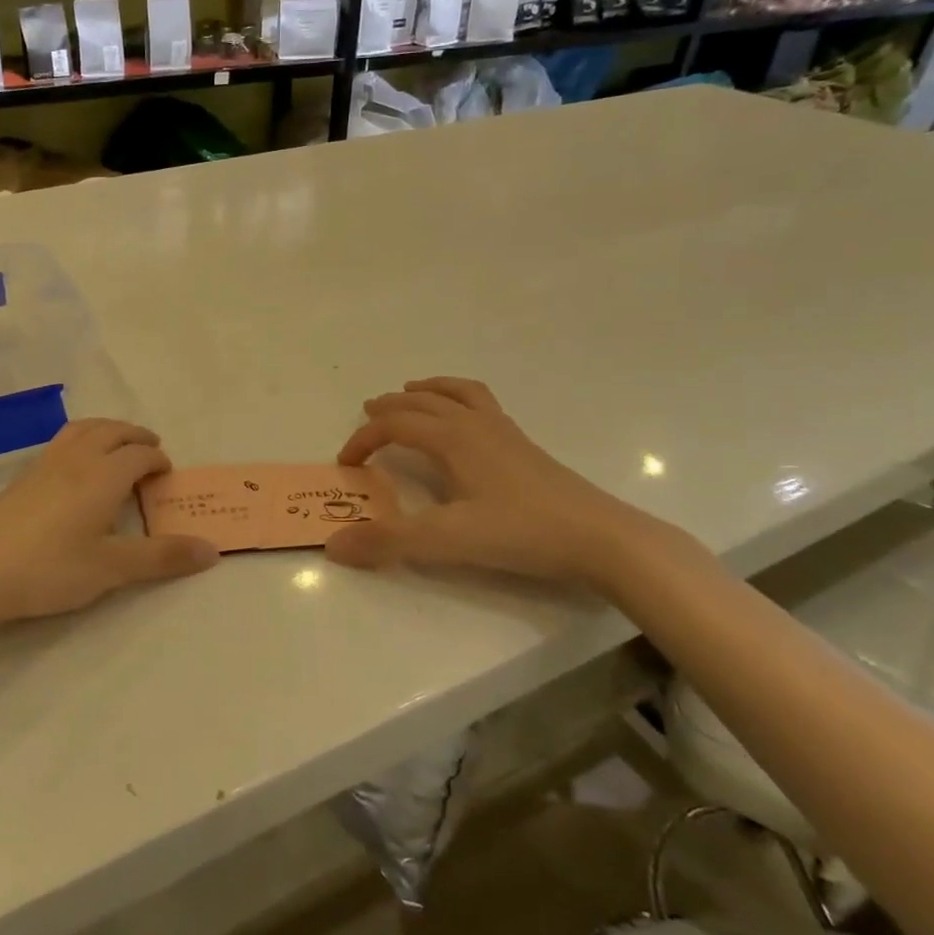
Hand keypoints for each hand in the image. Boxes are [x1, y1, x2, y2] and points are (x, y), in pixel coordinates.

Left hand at [0, 419, 218, 633]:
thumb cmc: (49, 568)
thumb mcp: (111, 568)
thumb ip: (162, 557)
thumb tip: (212, 551)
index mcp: (104, 475)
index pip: (139, 454)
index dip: (158, 460)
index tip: (167, 476)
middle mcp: (76, 459)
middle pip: (112, 431)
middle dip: (136, 436)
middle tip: (150, 451)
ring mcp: (44, 465)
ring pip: (83, 430)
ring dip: (107, 431)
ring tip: (116, 448)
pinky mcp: (20, 478)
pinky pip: (62, 442)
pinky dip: (82, 441)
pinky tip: (75, 470)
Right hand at [325, 377, 649, 586]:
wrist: (600, 538)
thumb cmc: (520, 533)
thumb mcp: (446, 540)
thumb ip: (389, 541)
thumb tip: (333, 545)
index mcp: (452, 438)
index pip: (394, 425)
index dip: (363, 439)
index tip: (345, 464)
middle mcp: (475, 425)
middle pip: (423, 401)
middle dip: (391, 405)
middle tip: (368, 411)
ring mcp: (504, 432)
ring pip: (458, 394)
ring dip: (429, 390)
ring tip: (413, 392)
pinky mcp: (525, 447)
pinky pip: (484, 405)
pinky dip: (461, 400)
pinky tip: (466, 423)